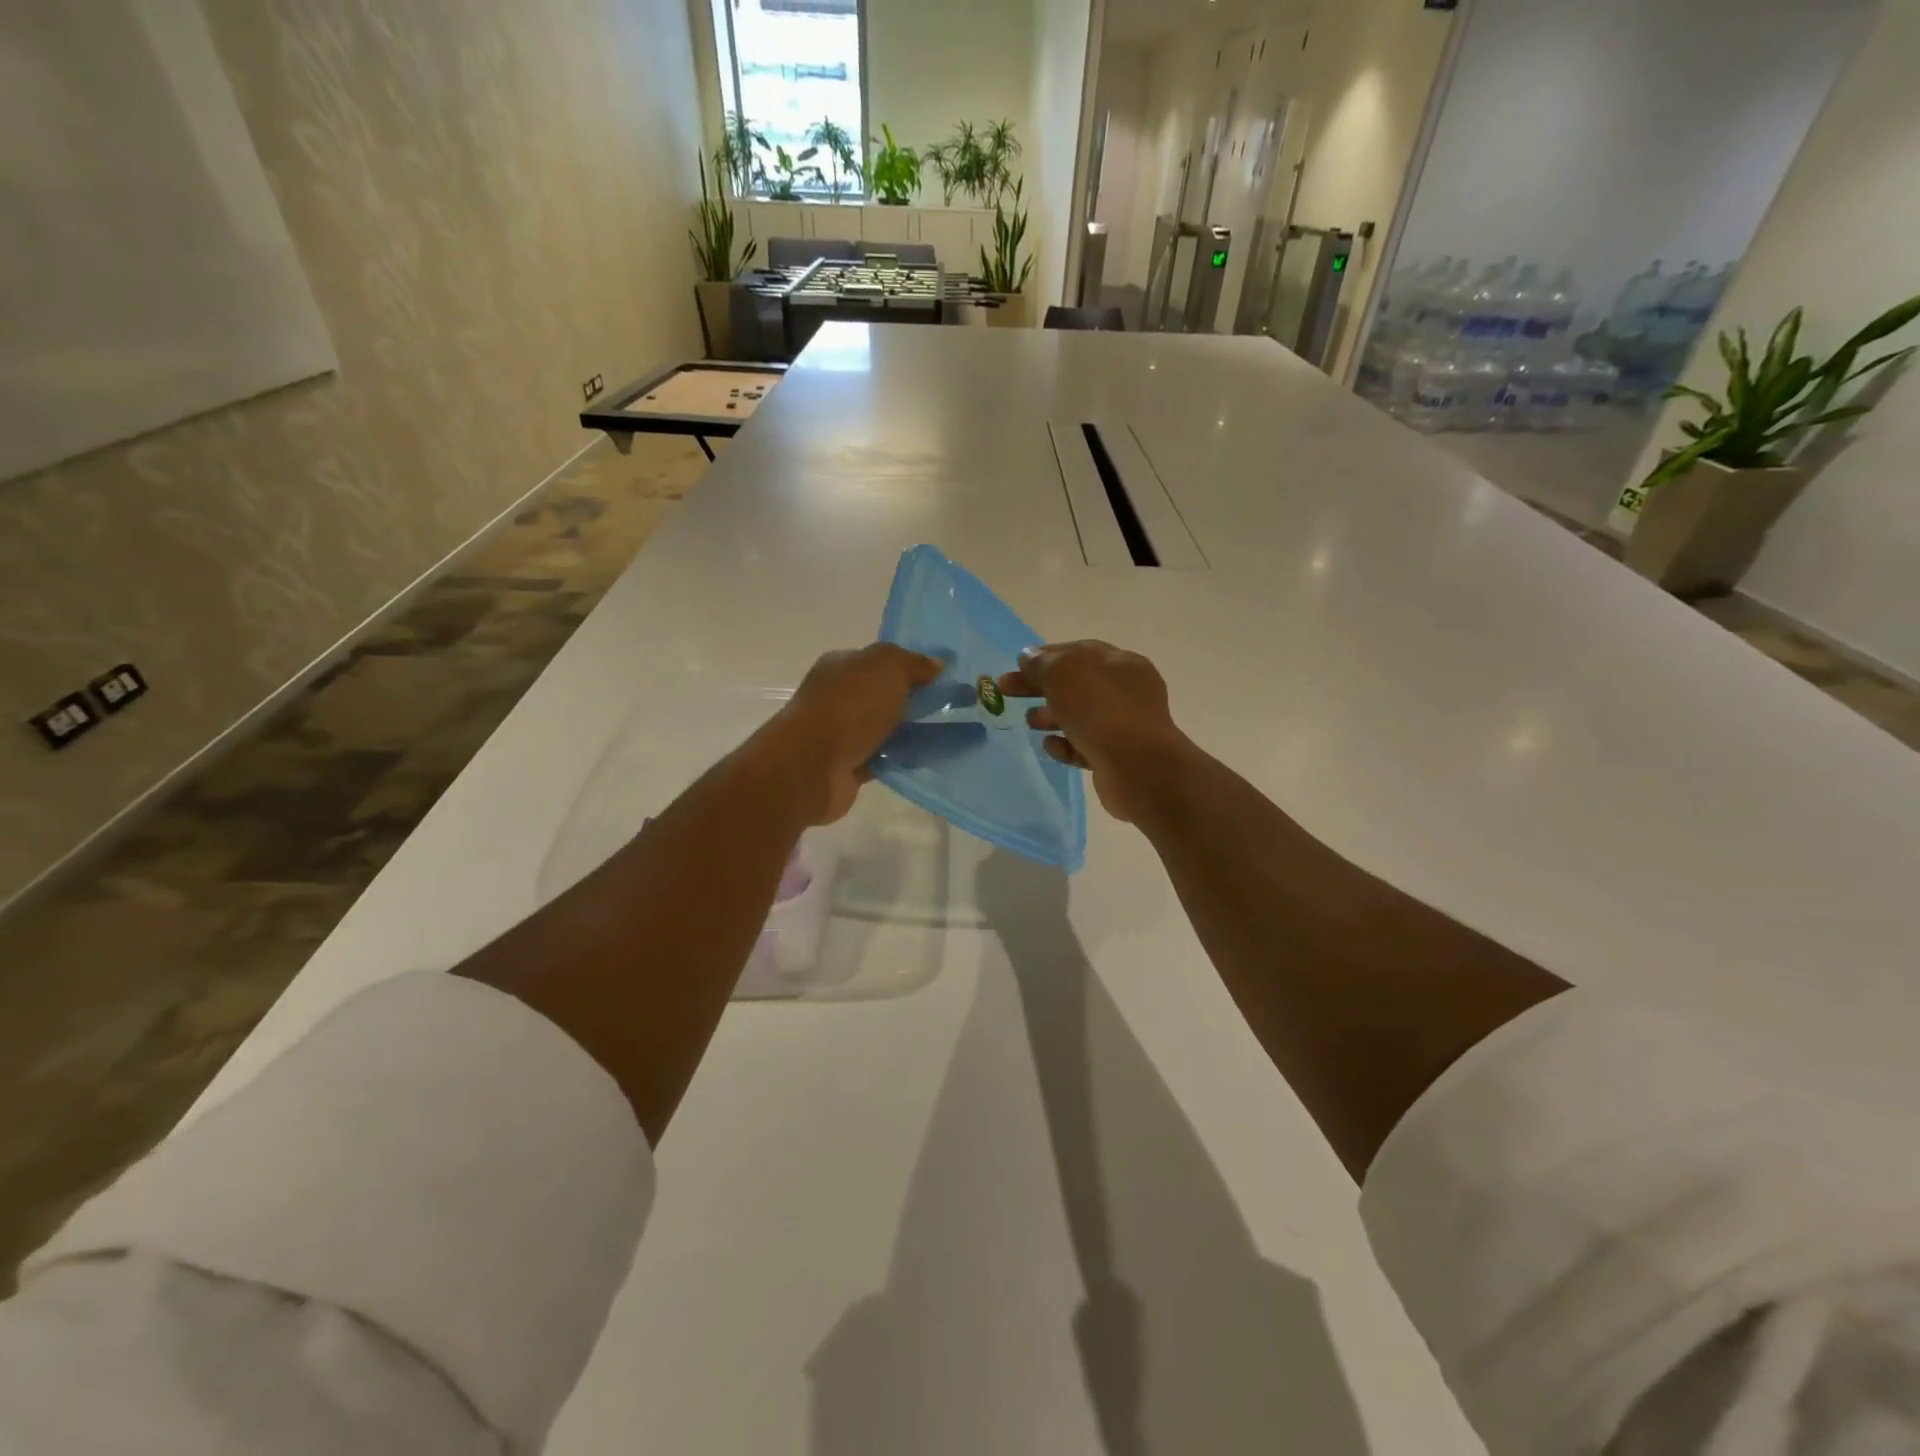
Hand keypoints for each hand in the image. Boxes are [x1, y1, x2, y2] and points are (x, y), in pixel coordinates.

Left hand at [760, 643, 941, 824]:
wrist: (813, 765)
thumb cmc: (848, 706)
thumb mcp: (886, 667)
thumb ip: (913, 662)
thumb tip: (936, 664)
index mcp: (841, 667)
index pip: (880, 661)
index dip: (911, 666)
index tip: (945, 677)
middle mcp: (839, 698)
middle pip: (884, 696)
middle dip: (915, 701)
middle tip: (954, 707)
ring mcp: (842, 734)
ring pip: (886, 729)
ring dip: (912, 732)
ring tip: (950, 734)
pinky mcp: (849, 767)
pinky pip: (884, 758)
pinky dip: (902, 758)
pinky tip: (929, 759)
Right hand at [998, 640, 1193, 823]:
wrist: (1137, 767)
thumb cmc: (1100, 710)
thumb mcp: (1063, 674)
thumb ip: (1042, 663)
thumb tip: (1029, 657)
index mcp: (1120, 663)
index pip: (1077, 652)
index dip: (1044, 657)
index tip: (1015, 666)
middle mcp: (1126, 691)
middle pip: (1074, 684)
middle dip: (1040, 687)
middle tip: (1006, 692)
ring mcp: (1124, 725)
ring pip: (1079, 716)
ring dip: (1051, 716)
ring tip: (1030, 722)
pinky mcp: (1116, 757)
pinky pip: (1084, 746)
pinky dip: (1065, 745)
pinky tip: (1051, 747)